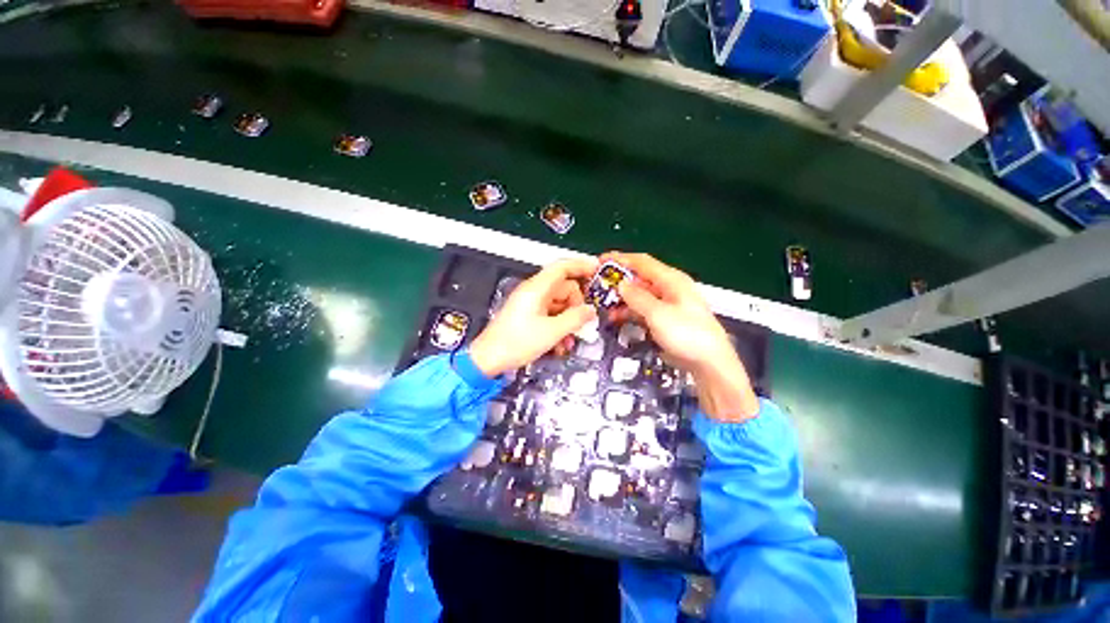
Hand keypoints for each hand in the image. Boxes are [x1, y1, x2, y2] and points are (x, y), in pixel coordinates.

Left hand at [469, 258, 598, 376]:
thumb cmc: (515, 343)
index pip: (562, 267)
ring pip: (559, 304)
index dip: (581, 266)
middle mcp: (533, 292)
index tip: (596, 270)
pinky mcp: (528, 315)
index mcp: (536, 289)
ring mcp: (530, 303)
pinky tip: (559, 343)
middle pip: (564, 288)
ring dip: (568, 321)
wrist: (488, 359)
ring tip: (569, 340)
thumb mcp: (552, 332)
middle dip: (576, 306)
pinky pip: (550, 314)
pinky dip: (558, 326)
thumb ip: (575, 319)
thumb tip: (590, 310)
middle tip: (583, 323)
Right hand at [602, 252, 759, 421]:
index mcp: (672, 280)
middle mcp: (669, 289)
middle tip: (597, 286)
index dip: (620, 259)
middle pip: (639, 279)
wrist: (709, 363)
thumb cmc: (687, 334)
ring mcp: (666, 305)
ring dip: (622, 299)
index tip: (600, 260)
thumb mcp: (658, 314)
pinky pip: (642, 310)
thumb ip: (637, 298)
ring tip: (604, 306)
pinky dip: (629, 312)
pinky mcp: (664, 319)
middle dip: (618, 282)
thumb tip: (621, 285)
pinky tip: (616, 318)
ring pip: (639, 296)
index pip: (642, 262)